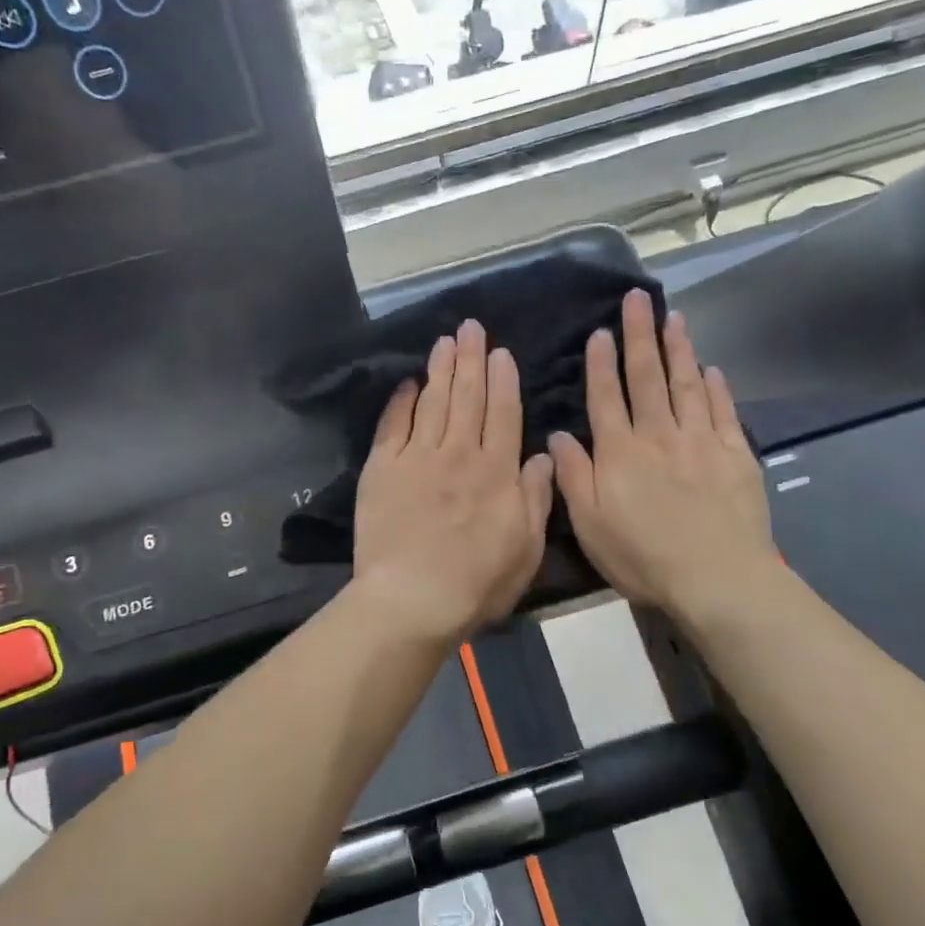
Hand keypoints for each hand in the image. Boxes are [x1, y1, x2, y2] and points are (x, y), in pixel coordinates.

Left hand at [351, 320, 554, 644]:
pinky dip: (401, 401)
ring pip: (432, 402)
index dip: (503, 379)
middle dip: (470, 358)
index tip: (500, 352)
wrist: (412, 598)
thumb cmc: (477, 582)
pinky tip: (407, 383)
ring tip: (444, 341)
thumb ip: (536, 498)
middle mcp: (458, 453)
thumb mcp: (526, 548)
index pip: (503, 413)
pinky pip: (393, 425)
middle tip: (470, 327)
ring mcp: (417, 458)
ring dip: (440, 369)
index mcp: (496, 471)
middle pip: (467, 397)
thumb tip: (542, 455)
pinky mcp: (383, 469)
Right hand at [548, 290, 779, 625]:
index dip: (601, 364)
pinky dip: (716, 388)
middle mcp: (659, 435)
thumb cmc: (643, 556)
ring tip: (674, 318)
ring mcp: (701, 441)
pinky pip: (723, 411)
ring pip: (686, 385)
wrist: (717, 578)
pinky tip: (711, 369)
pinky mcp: (736, 455)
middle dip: (640, 336)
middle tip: (637, 299)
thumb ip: (573, 476)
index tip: (601, 332)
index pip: (607, 398)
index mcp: (621, 452)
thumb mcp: (590, 524)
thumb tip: (556, 435)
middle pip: (648, 378)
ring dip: (679, 349)